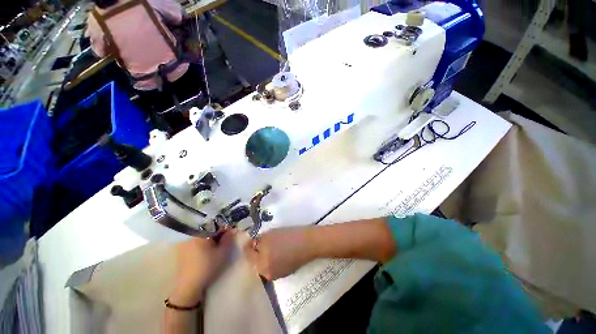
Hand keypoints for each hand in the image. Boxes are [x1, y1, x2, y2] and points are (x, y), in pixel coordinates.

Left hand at [170, 230, 234, 305]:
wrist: (189, 286)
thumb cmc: (208, 267)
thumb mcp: (222, 252)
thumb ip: (228, 238)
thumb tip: (232, 230)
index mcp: (200, 233)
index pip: (215, 225)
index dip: (224, 229)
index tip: (230, 234)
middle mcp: (190, 235)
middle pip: (207, 229)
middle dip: (216, 233)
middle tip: (223, 240)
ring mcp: (184, 243)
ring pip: (201, 235)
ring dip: (209, 238)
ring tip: (216, 246)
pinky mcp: (181, 251)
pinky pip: (195, 241)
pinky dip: (202, 243)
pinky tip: (206, 251)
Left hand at [244, 227, 313, 279]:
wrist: (309, 243)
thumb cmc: (288, 237)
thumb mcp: (269, 235)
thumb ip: (258, 241)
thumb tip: (252, 243)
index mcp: (261, 265)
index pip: (248, 255)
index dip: (248, 245)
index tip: (250, 237)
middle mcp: (267, 274)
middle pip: (257, 261)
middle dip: (257, 250)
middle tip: (261, 239)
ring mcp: (278, 274)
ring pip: (266, 263)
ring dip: (266, 254)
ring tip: (271, 243)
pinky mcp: (287, 272)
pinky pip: (275, 264)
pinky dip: (274, 257)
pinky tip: (280, 249)